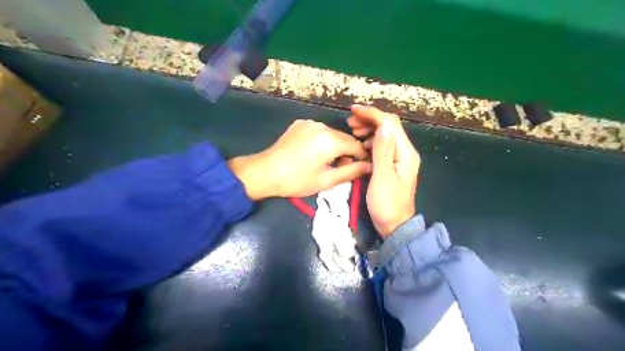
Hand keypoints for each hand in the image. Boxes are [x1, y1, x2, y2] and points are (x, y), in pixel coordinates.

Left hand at [229, 119, 369, 199]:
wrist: (265, 172)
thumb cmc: (297, 180)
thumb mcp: (326, 180)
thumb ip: (351, 172)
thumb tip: (370, 166)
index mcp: (331, 140)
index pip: (357, 146)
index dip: (361, 158)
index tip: (358, 169)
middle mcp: (322, 126)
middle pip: (344, 138)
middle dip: (347, 152)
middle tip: (341, 168)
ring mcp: (309, 123)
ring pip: (332, 134)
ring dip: (335, 146)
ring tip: (325, 161)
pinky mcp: (300, 123)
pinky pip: (319, 131)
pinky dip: (322, 140)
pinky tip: (313, 152)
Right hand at [347, 105, 418, 238]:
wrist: (395, 225)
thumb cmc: (387, 205)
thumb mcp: (382, 178)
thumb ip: (382, 151)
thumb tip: (383, 125)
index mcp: (405, 153)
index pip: (390, 124)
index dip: (372, 114)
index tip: (353, 111)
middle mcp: (405, 152)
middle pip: (389, 126)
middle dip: (369, 119)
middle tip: (350, 123)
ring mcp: (400, 158)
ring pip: (385, 134)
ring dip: (369, 129)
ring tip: (353, 132)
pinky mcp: (393, 164)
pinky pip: (383, 145)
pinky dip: (371, 141)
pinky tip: (361, 145)